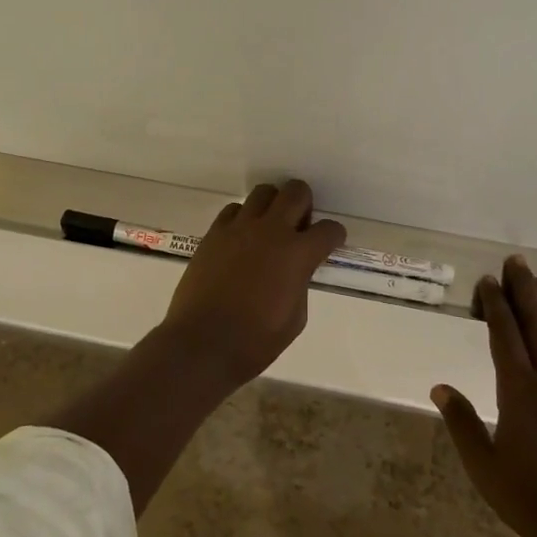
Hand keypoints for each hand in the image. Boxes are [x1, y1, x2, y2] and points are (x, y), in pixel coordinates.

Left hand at [159, 180, 346, 390]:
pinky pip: (234, 209)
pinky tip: (241, 239)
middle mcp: (271, 231)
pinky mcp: (215, 232)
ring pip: (264, 192)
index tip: (330, 243)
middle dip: (305, 204)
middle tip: (299, 226)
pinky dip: (243, 218)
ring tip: (269, 228)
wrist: (202, 344)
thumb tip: (296, 269)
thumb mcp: (294, 318)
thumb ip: (300, 284)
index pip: (329, 229)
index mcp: (298, 254)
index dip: (334, 235)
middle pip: (296, 192)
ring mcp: (240, 228)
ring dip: (273, 205)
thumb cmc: (255, 342)